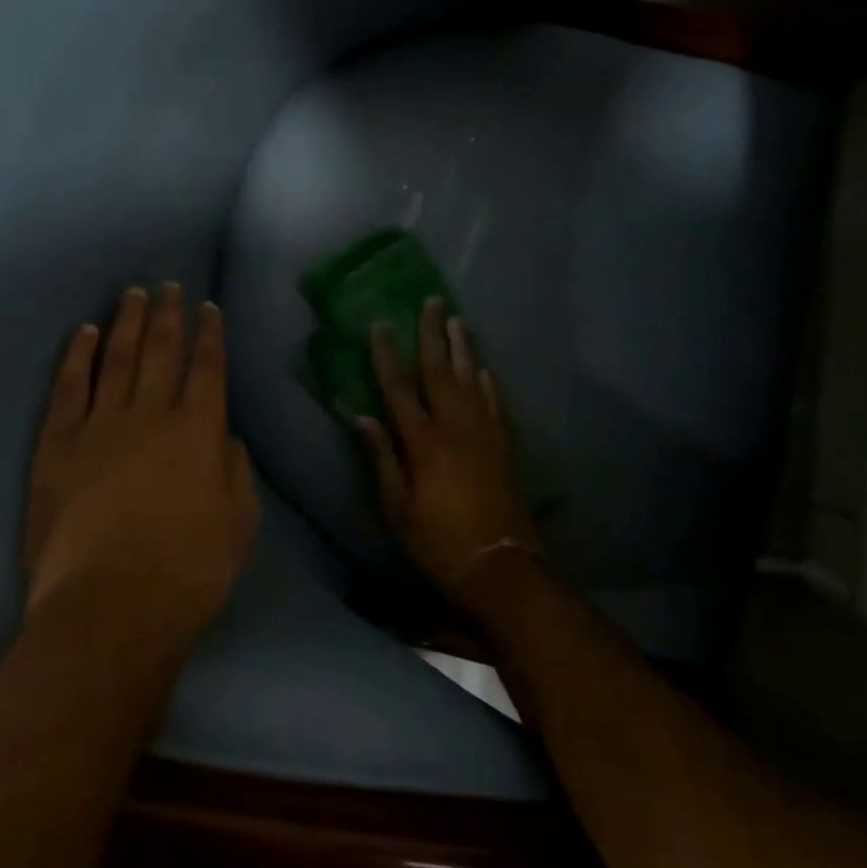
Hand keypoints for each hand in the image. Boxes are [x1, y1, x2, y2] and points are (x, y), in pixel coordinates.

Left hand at [24, 284, 258, 653]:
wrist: (109, 609)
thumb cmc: (189, 573)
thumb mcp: (239, 524)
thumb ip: (235, 471)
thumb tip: (224, 437)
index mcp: (199, 430)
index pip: (207, 368)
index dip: (209, 334)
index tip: (208, 307)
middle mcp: (151, 414)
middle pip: (161, 351)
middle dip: (168, 315)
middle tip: (169, 286)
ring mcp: (100, 426)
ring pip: (117, 359)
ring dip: (127, 322)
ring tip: (133, 294)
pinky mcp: (58, 445)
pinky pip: (69, 388)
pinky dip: (78, 356)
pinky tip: (85, 333)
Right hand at [357, 298, 540, 605]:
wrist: (501, 566)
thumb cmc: (438, 541)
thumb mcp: (398, 507)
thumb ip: (382, 457)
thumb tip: (362, 416)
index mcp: (423, 442)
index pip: (399, 389)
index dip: (386, 355)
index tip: (379, 324)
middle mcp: (455, 428)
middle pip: (440, 371)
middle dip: (433, 334)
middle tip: (433, 301)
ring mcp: (484, 434)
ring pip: (472, 379)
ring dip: (463, 348)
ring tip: (458, 320)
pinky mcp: (504, 447)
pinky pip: (496, 403)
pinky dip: (489, 382)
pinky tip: (485, 369)